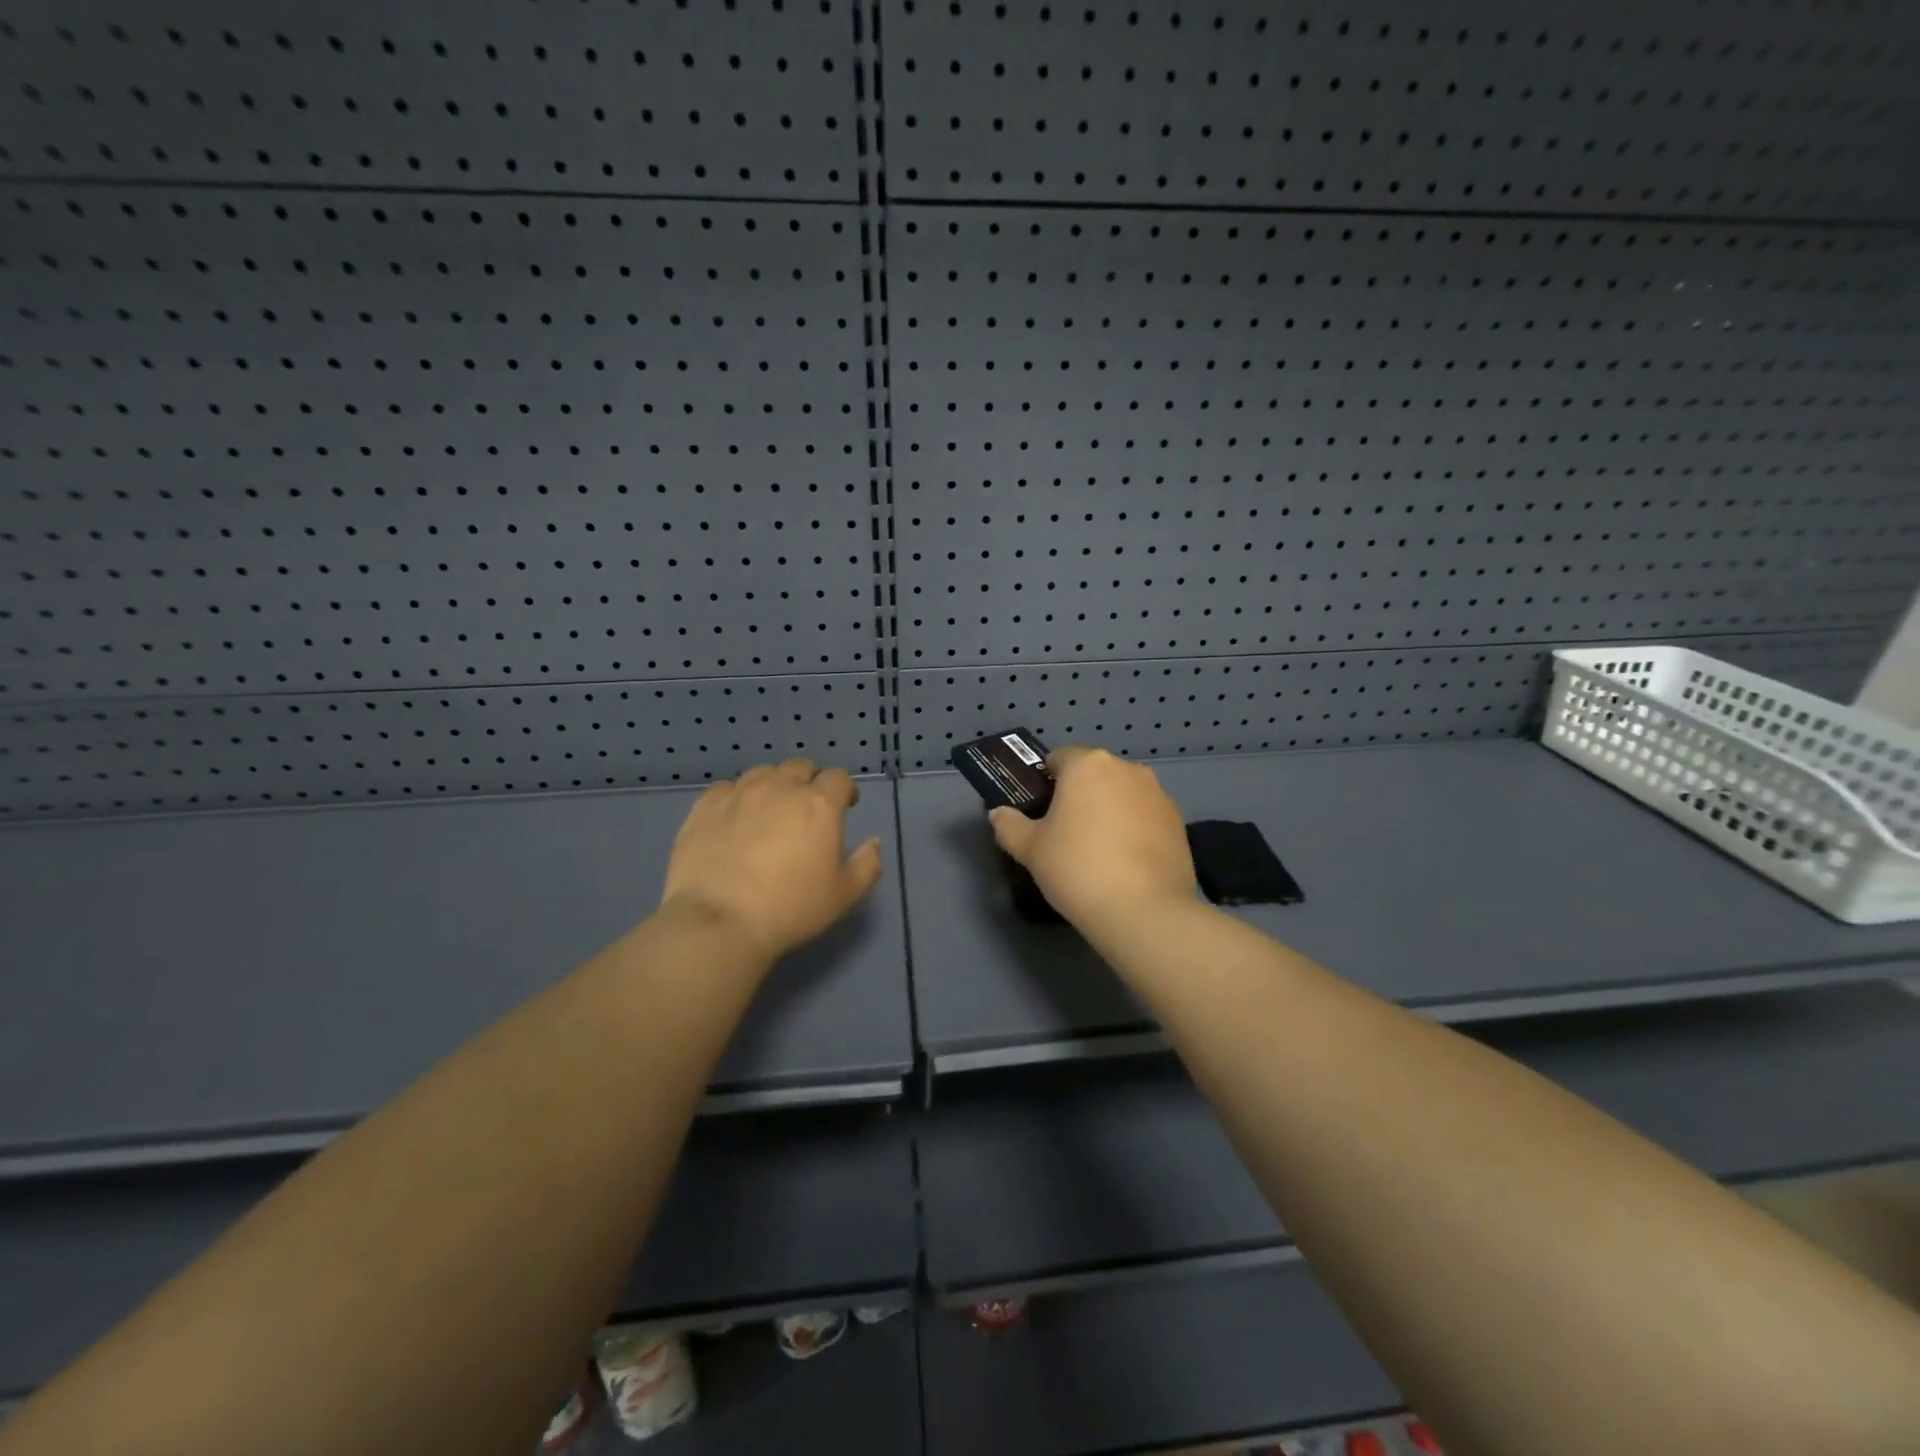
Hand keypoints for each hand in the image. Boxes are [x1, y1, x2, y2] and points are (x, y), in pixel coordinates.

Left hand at [660, 760, 883, 963]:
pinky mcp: (704, 808)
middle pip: (800, 767)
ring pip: (762, 773)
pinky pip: (725, 789)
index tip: (846, 806)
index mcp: (819, 805)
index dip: (845, 790)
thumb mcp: (844, 895)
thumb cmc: (791, 909)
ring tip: (770, 809)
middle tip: (807, 808)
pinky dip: (736, 797)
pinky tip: (734, 817)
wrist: (719, 922)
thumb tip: (874, 842)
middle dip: (809, 781)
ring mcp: (739, 794)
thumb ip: (867, 864)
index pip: (839, 778)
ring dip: (773, 784)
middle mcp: (780, 788)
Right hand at [989, 746, 1196, 929]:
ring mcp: (1158, 794)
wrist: (1145, 911)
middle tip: (1065, 833)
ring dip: (1109, 810)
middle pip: (1094, 774)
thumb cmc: (1077, 869)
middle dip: (1080, 795)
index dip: (1046, 782)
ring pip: (1122, 794)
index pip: (1059, 758)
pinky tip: (1126, 863)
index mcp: (1087, 765)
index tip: (1041, 812)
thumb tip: (999, 814)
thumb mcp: (1030, 850)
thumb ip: (1009, 826)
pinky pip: (1145, 816)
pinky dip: (1134, 829)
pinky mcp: (1178, 822)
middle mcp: (1126, 769)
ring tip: (1099, 851)